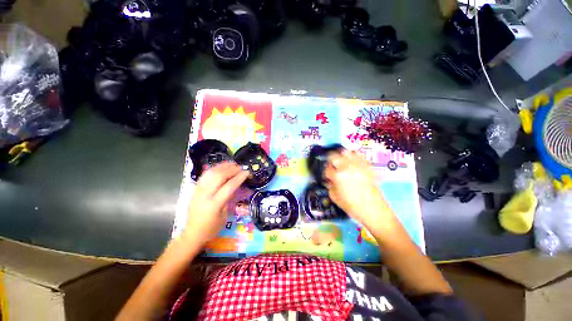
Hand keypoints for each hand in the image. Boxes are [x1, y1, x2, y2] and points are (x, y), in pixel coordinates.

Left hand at [184, 162, 248, 244]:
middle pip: (219, 176)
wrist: (192, 233)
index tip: (247, 172)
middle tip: (240, 167)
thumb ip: (229, 199)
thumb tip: (235, 185)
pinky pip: (205, 175)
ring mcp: (198, 191)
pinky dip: (214, 169)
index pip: (229, 186)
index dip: (239, 178)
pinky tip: (221, 167)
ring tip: (232, 164)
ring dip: (223, 166)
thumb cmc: (211, 228)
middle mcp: (205, 195)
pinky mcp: (195, 189)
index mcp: (214, 205)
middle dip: (232, 169)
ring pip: (211, 173)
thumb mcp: (224, 216)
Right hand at [324, 150, 393, 227]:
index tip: (327, 176)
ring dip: (341, 156)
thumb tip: (330, 180)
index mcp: (337, 176)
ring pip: (346, 152)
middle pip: (334, 156)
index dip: (326, 172)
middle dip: (330, 160)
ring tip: (341, 161)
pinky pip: (359, 155)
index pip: (327, 169)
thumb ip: (330, 186)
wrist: (374, 209)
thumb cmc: (352, 206)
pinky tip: (353, 162)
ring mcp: (358, 165)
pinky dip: (353, 156)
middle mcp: (347, 167)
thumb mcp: (335, 198)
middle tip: (332, 166)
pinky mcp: (367, 166)